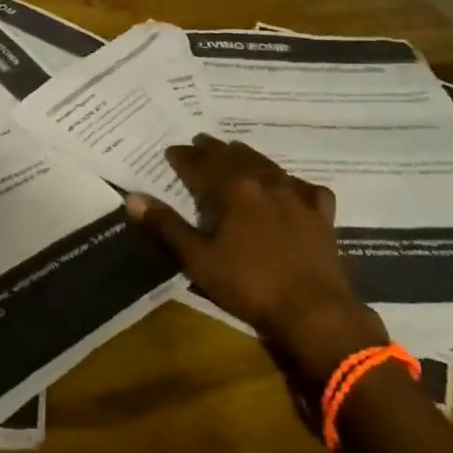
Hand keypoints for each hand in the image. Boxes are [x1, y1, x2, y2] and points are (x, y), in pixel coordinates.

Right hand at [126, 134, 387, 382]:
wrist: (313, 310)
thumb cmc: (249, 285)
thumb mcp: (198, 259)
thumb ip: (166, 226)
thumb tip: (132, 197)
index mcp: (232, 188)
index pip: (200, 164)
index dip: (183, 157)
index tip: (171, 152)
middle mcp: (264, 181)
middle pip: (233, 157)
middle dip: (212, 150)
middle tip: (199, 143)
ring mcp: (296, 195)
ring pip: (267, 164)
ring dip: (246, 156)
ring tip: (235, 152)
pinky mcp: (320, 213)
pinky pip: (305, 187)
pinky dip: (292, 182)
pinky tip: (290, 187)